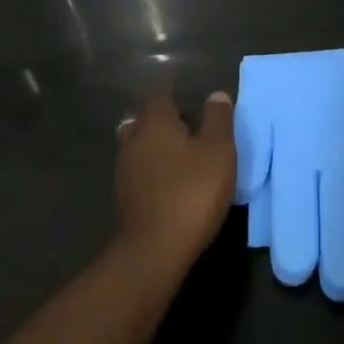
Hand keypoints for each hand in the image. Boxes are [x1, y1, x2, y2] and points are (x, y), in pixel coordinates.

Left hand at [115, 91, 235, 274]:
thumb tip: (216, 95)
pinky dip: (152, 168)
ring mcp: (125, 170)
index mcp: (156, 123)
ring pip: (138, 145)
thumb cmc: (193, 190)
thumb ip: (218, 119)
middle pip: (144, 119)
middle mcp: (134, 140)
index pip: (162, 95)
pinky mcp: (124, 197)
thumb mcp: (218, 150)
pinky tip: (170, 181)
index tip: (194, 101)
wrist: (156, 248)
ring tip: (182, 155)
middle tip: (189, 127)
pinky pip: (138, 170)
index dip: (177, 95)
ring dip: (156, 145)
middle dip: (163, 120)